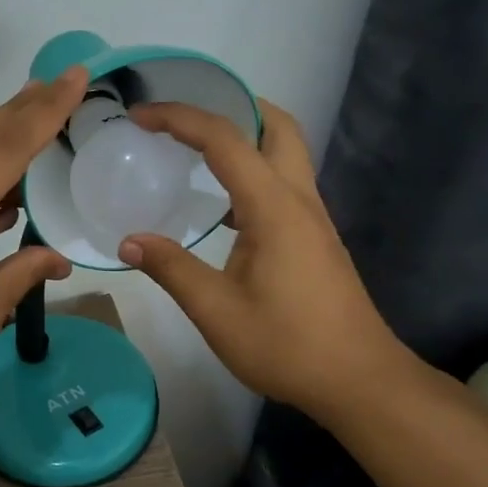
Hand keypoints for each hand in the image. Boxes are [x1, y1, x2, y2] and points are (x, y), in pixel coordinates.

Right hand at [117, 99, 409, 417]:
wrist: (359, 380)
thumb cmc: (287, 345)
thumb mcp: (216, 311)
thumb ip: (171, 269)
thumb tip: (128, 241)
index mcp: (273, 207)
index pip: (225, 140)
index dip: (179, 118)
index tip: (139, 115)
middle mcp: (299, 200)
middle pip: (276, 127)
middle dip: (232, 107)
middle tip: (186, 117)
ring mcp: (313, 219)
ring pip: (286, 153)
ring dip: (246, 138)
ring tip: (196, 150)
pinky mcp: (315, 239)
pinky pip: (283, 184)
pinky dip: (252, 172)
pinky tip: (223, 206)